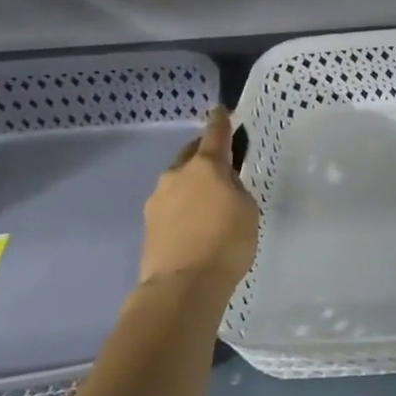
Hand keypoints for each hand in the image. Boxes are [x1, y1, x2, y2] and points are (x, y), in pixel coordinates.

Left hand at [140, 107, 259, 289]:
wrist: (183, 284)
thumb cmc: (226, 242)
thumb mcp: (247, 210)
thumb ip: (235, 189)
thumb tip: (222, 185)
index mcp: (206, 166)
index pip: (215, 134)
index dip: (220, 121)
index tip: (219, 110)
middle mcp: (177, 175)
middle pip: (191, 155)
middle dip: (203, 153)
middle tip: (220, 162)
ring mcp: (158, 198)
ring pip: (178, 180)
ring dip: (191, 183)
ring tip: (207, 200)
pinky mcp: (148, 223)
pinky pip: (170, 204)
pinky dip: (182, 206)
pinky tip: (194, 222)